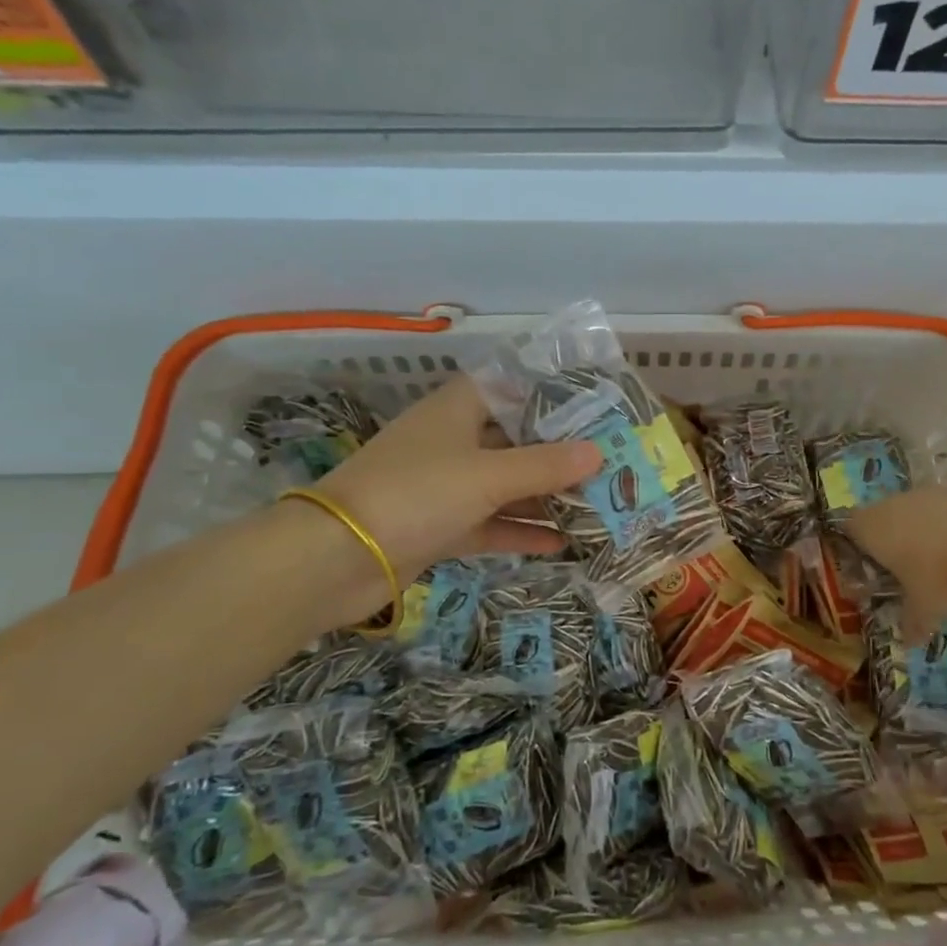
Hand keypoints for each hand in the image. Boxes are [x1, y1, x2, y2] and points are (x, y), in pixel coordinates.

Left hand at [290, 376, 600, 625]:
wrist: (336, 558)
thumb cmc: (416, 493)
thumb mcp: (489, 475)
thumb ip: (546, 465)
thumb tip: (599, 452)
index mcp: (458, 410)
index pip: (510, 388)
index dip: (550, 394)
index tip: (594, 406)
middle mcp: (453, 441)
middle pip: (515, 440)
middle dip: (559, 453)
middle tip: (610, 461)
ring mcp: (445, 486)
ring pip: (505, 485)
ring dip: (544, 496)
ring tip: (597, 503)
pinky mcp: (440, 526)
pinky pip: (490, 523)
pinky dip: (521, 531)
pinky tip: (561, 543)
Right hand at [848, 486, 946, 639]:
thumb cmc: (940, 579)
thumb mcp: (923, 609)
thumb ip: (911, 622)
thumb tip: (908, 641)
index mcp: (872, 529)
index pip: (850, 528)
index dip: (858, 544)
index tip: (870, 564)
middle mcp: (893, 504)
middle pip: (882, 515)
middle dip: (891, 536)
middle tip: (906, 565)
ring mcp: (927, 493)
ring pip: (914, 508)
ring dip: (922, 527)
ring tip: (941, 557)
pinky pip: (944, 506)